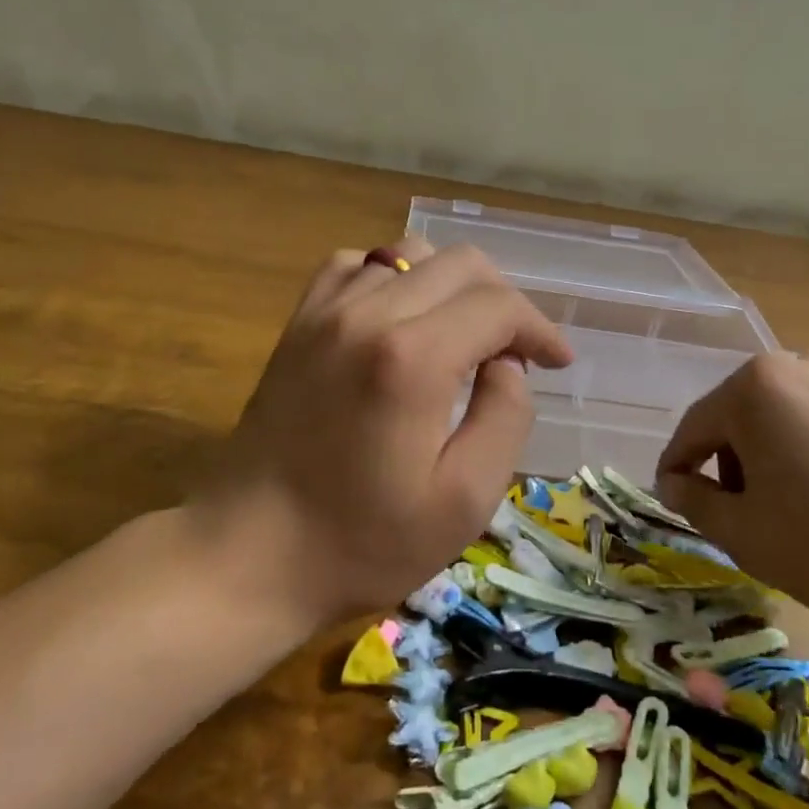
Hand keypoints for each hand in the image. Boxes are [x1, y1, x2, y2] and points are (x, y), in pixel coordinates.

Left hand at [193, 238, 572, 626]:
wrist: (250, 554)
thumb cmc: (362, 541)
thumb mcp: (463, 500)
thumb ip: (505, 417)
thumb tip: (507, 363)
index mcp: (413, 357)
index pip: (499, 306)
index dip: (539, 329)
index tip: (557, 362)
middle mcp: (368, 313)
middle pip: (460, 264)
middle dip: (504, 301)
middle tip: (516, 351)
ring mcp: (325, 312)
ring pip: (410, 255)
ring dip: (451, 286)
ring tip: (463, 334)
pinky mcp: (298, 323)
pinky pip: (356, 266)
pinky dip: (393, 278)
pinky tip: (399, 318)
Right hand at [656, 350, 808, 654]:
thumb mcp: (746, 535)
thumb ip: (695, 502)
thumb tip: (676, 482)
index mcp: (758, 386)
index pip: (695, 427)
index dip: (677, 468)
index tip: (673, 502)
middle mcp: (806, 365)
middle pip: (744, 416)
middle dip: (731, 464)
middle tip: (742, 517)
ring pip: (791, 419)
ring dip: (778, 459)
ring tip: (798, 514)